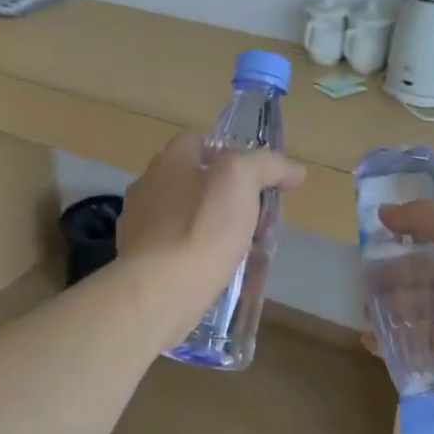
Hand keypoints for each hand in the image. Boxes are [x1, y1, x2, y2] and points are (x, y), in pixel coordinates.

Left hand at [117, 132, 305, 345]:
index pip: (200, 141)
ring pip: (189, 221)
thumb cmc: (201, 227)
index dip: (234, 152)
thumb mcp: (241, 180)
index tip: (262, 176)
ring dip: (217, 231)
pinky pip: (180, 254)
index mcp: (169, 162)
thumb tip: (293, 171)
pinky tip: (222, 276)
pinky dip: (201, 259)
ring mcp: (140, 229)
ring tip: (246, 252)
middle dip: (229, 198)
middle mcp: (148, 189)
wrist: (159, 292)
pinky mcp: (141, 265)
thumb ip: (266, 166)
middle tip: (260, 219)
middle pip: (196, 183)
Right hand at [370, 200, 433, 418]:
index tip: (378, 237)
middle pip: (419, 274)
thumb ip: (425, 215)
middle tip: (367, 279)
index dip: (408, 233)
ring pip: (411, 309)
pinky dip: (386, 341)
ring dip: (385, 307)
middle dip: (391, 274)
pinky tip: (370, 338)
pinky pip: (407, 345)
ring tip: (366, 310)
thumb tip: (385, 212)